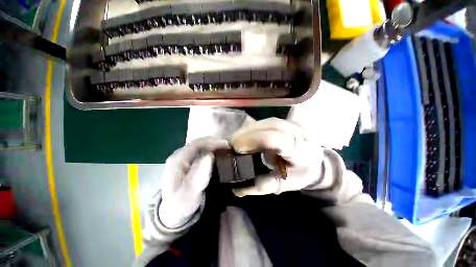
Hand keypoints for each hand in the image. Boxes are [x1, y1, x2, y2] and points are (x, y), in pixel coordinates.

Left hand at [159, 137, 229, 227]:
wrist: (173, 212)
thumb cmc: (180, 204)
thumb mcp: (189, 194)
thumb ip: (198, 176)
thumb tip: (209, 155)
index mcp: (178, 159)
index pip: (197, 143)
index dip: (213, 142)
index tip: (228, 145)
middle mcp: (181, 155)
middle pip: (201, 143)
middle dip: (216, 143)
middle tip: (231, 148)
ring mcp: (185, 158)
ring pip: (203, 147)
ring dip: (216, 147)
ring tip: (229, 151)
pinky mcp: (189, 162)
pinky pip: (203, 153)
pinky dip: (214, 152)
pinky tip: (221, 156)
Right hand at [231, 118, 322, 196]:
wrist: (316, 161)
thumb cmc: (301, 174)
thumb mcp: (284, 185)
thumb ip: (262, 186)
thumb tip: (238, 188)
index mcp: (301, 150)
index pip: (277, 139)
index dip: (255, 140)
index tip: (237, 148)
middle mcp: (298, 132)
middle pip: (269, 126)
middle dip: (247, 134)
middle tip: (232, 144)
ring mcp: (293, 123)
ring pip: (266, 121)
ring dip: (248, 129)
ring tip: (237, 139)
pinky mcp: (286, 120)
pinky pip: (266, 121)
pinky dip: (253, 127)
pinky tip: (246, 134)